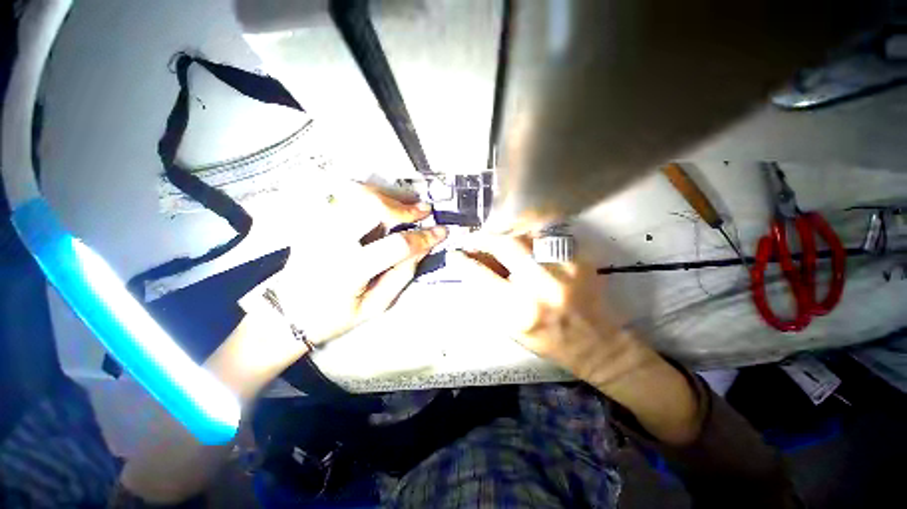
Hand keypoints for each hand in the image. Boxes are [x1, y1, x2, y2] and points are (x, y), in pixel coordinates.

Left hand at [249, 182, 446, 346]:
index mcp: (349, 271)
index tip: (442, 232)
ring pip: (356, 196)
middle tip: (424, 209)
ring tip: (408, 205)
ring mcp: (317, 227)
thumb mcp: (375, 306)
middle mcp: (330, 242)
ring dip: (387, 197)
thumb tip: (423, 247)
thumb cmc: (334, 318)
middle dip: (402, 207)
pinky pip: (343, 197)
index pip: (396, 246)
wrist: (287, 313)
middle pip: (370, 207)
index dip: (423, 237)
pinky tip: (383, 203)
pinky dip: (368, 195)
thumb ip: (401, 274)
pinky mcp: (313, 222)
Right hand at [453, 234, 655, 388]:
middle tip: (474, 239)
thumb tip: (474, 267)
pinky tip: (524, 242)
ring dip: (506, 233)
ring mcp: (564, 268)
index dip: (464, 261)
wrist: (597, 344)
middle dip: (483, 237)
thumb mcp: (510, 328)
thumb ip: (489, 296)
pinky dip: (528, 235)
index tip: (454, 254)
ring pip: (526, 234)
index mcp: (520, 310)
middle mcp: (541, 285)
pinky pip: (546, 236)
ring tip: (498, 240)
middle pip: (505, 244)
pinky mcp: (579, 259)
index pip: (482, 275)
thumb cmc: (548, 341)